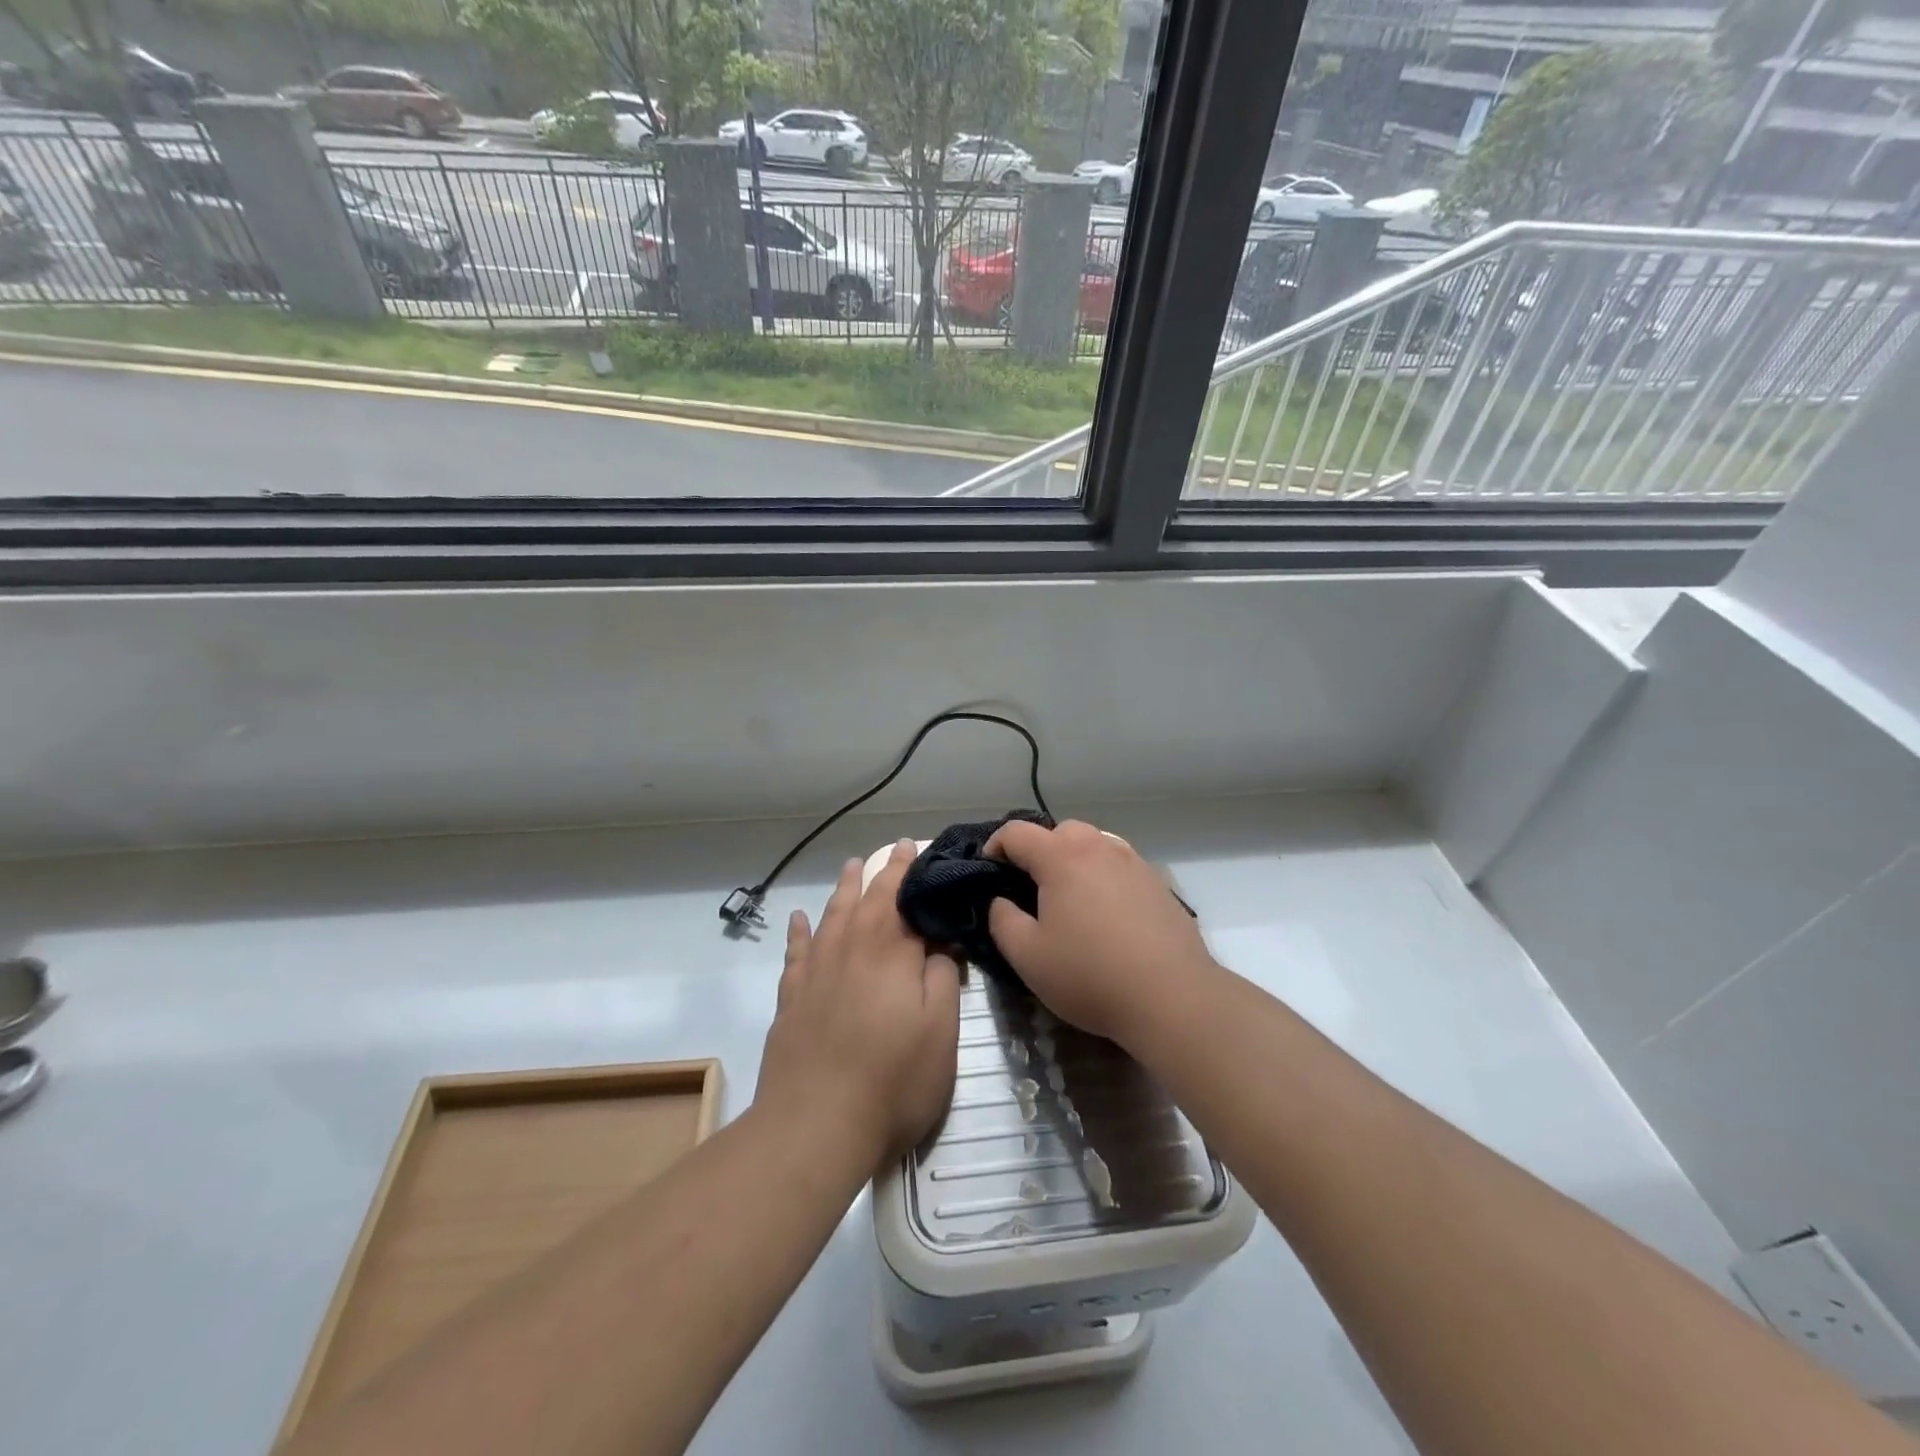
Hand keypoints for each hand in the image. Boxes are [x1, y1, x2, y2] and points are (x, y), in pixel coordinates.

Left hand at [755, 841, 961, 1163]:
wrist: (815, 1127)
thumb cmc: (892, 1081)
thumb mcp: (941, 1033)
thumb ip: (942, 979)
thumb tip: (938, 943)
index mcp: (890, 955)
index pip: (903, 901)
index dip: (910, 874)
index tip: (916, 850)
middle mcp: (850, 952)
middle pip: (866, 901)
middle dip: (881, 873)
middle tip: (892, 850)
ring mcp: (815, 974)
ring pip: (831, 917)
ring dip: (843, 889)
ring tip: (851, 867)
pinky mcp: (791, 1000)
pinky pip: (796, 952)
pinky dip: (800, 931)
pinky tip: (799, 918)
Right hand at [986, 818, 1216, 1047]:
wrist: (1173, 997)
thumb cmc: (1090, 975)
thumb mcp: (1028, 956)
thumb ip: (1002, 920)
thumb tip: (1000, 901)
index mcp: (1062, 857)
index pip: (1017, 833)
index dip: (995, 846)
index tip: (988, 871)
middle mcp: (1099, 847)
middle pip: (1059, 831)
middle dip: (1038, 850)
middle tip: (1029, 888)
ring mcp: (1134, 862)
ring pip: (1093, 844)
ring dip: (1073, 860)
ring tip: (1069, 899)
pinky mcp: (1158, 883)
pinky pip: (1119, 865)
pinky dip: (1102, 876)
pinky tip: (1105, 913)